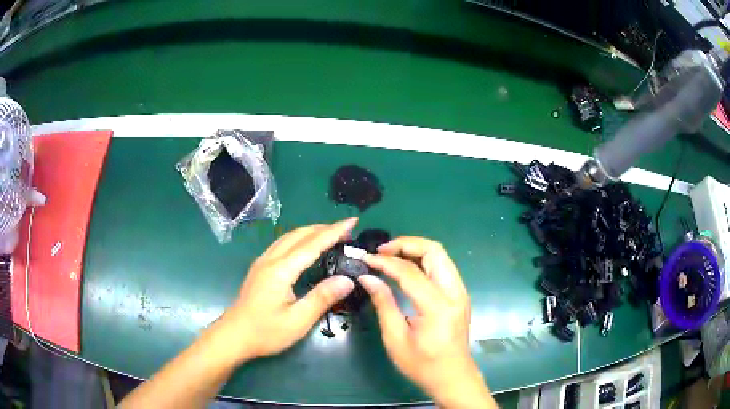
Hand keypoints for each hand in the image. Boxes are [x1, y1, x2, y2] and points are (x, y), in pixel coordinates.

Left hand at [217, 219, 357, 363]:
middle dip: (324, 228)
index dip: (334, 231)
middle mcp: (270, 260)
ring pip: (289, 237)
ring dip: (311, 232)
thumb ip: (322, 298)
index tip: (352, 221)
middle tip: (346, 231)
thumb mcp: (297, 321)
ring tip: (330, 235)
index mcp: (280, 270)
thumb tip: (347, 280)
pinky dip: (300, 239)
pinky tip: (306, 248)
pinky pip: (282, 244)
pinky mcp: (259, 269)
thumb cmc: (266, 332)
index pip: (312, 244)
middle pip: (299, 234)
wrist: (233, 336)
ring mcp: (262, 262)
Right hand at [360, 237, 495, 407]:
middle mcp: (454, 293)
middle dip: (405, 244)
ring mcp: (460, 292)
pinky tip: (405, 269)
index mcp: (438, 307)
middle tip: (381, 252)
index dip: (385, 262)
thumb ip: (383, 304)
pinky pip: (442, 266)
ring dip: (414, 250)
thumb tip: (367, 278)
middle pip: (434, 250)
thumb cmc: (422, 365)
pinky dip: (422, 260)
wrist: (453, 377)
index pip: (410, 271)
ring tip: (390, 257)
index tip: (365, 260)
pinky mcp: (459, 295)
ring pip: (440, 255)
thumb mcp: (396, 339)